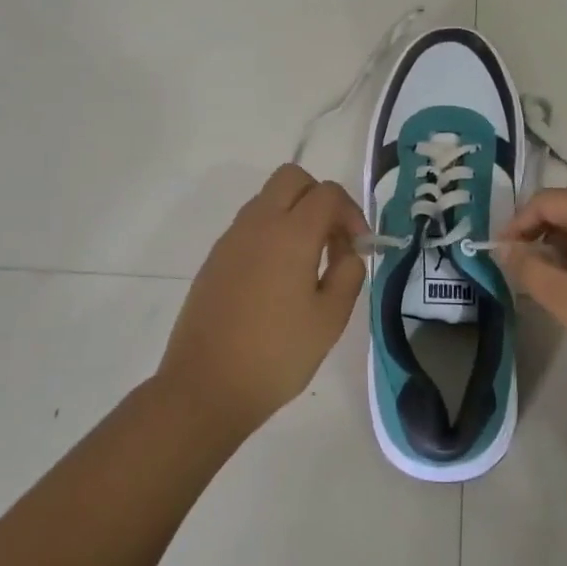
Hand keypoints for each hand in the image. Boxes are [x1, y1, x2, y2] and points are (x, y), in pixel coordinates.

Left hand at [159, 164, 368, 438]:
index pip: (327, 193)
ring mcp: (231, 239)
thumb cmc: (277, 354)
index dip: (352, 213)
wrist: (206, 387)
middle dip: (320, 198)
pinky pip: (250, 226)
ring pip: (268, 199)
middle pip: (292, 178)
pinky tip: (279, 278)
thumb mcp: (330, 319)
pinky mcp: (215, 259)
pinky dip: (272, 233)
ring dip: (294, 214)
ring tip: (309, 262)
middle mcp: (258, 224)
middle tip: (333, 239)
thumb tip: (347, 252)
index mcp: (291, 234)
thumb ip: (348, 274)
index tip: (360, 248)